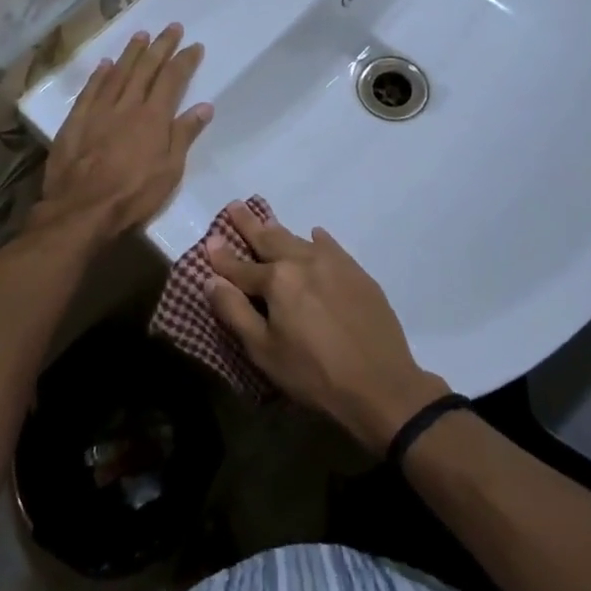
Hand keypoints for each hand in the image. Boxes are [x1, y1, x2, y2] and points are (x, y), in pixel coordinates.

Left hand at [36, 24, 211, 245]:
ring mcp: (99, 111)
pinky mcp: (76, 121)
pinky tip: (105, 64)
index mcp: (154, 117)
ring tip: (141, 35)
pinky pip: (90, 90)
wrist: (82, 209)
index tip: (194, 46)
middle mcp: (127, 105)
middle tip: (172, 27)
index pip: (172, 80)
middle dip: (161, 46)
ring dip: (131, 53)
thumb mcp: (170, 171)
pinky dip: (99, 75)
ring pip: (118, 73)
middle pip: (146, 69)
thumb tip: (204, 106)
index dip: (184, 61)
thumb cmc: (133, 195)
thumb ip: (184, 135)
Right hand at [205, 204, 448, 453]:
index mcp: (277, 280)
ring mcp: (334, 263)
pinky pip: (331, 246)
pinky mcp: (357, 273)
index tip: (210, 239)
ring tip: (267, 220)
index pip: (241, 267)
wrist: (381, 384)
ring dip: (279, 230)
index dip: (222, 256)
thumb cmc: (314, 374)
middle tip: (235, 205)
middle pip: (270, 239)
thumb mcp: (264, 351)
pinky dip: (317, 239)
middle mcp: (304, 261)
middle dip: (249, 224)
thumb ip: (235, 312)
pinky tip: (315, 235)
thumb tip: (210, 280)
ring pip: (298, 240)